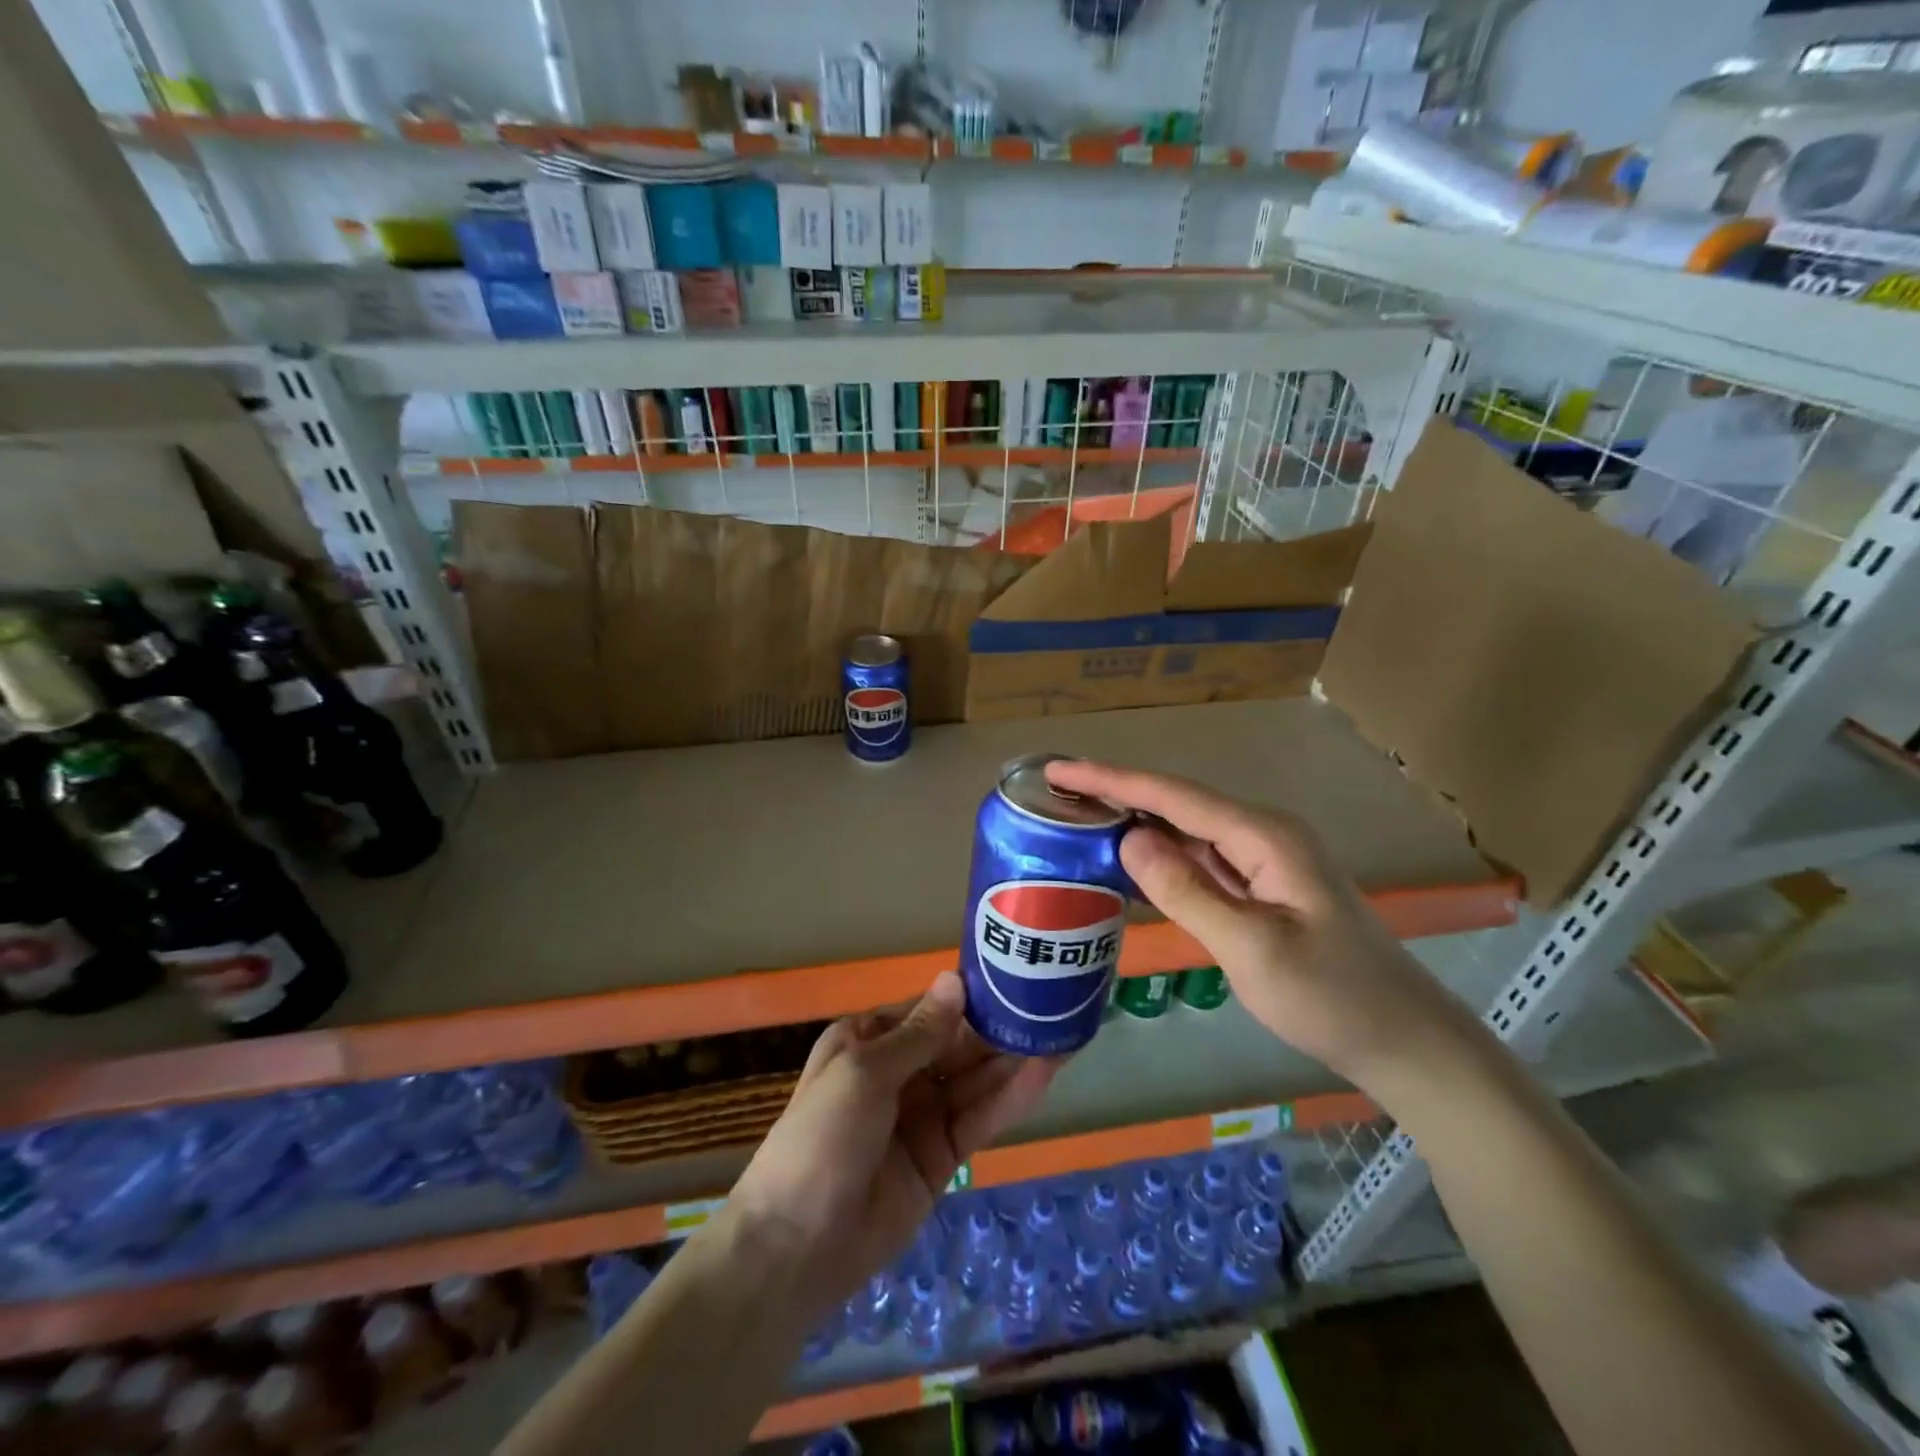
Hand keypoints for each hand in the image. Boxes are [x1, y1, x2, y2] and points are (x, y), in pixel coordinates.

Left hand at [724, 972, 1058, 1318]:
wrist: (798, 1246)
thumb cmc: (823, 1137)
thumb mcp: (865, 1072)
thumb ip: (919, 1033)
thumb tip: (956, 980)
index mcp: (867, 1042)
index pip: (927, 1010)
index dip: (967, 997)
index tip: (1012, 978)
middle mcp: (897, 1072)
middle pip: (955, 1044)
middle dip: (997, 1027)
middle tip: (1050, 1005)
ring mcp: (921, 1115)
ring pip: (973, 1079)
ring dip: (1012, 1059)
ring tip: (1060, 1034)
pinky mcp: (942, 1156)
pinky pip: (979, 1118)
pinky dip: (1010, 1098)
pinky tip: (1043, 1075)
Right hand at [1046, 759, 1485, 1091]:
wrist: (1405, 1040)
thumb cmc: (1333, 997)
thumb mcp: (1252, 948)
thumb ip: (1187, 892)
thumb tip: (1129, 839)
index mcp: (1263, 836)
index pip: (1172, 796)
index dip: (1111, 779)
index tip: (1058, 771)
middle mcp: (1262, 835)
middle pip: (1176, 803)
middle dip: (1116, 791)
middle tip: (1056, 791)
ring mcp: (1263, 861)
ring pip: (1185, 829)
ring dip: (1134, 820)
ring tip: (1078, 814)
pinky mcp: (1261, 887)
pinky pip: (1199, 859)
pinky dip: (1159, 854)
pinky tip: (1129, 857)